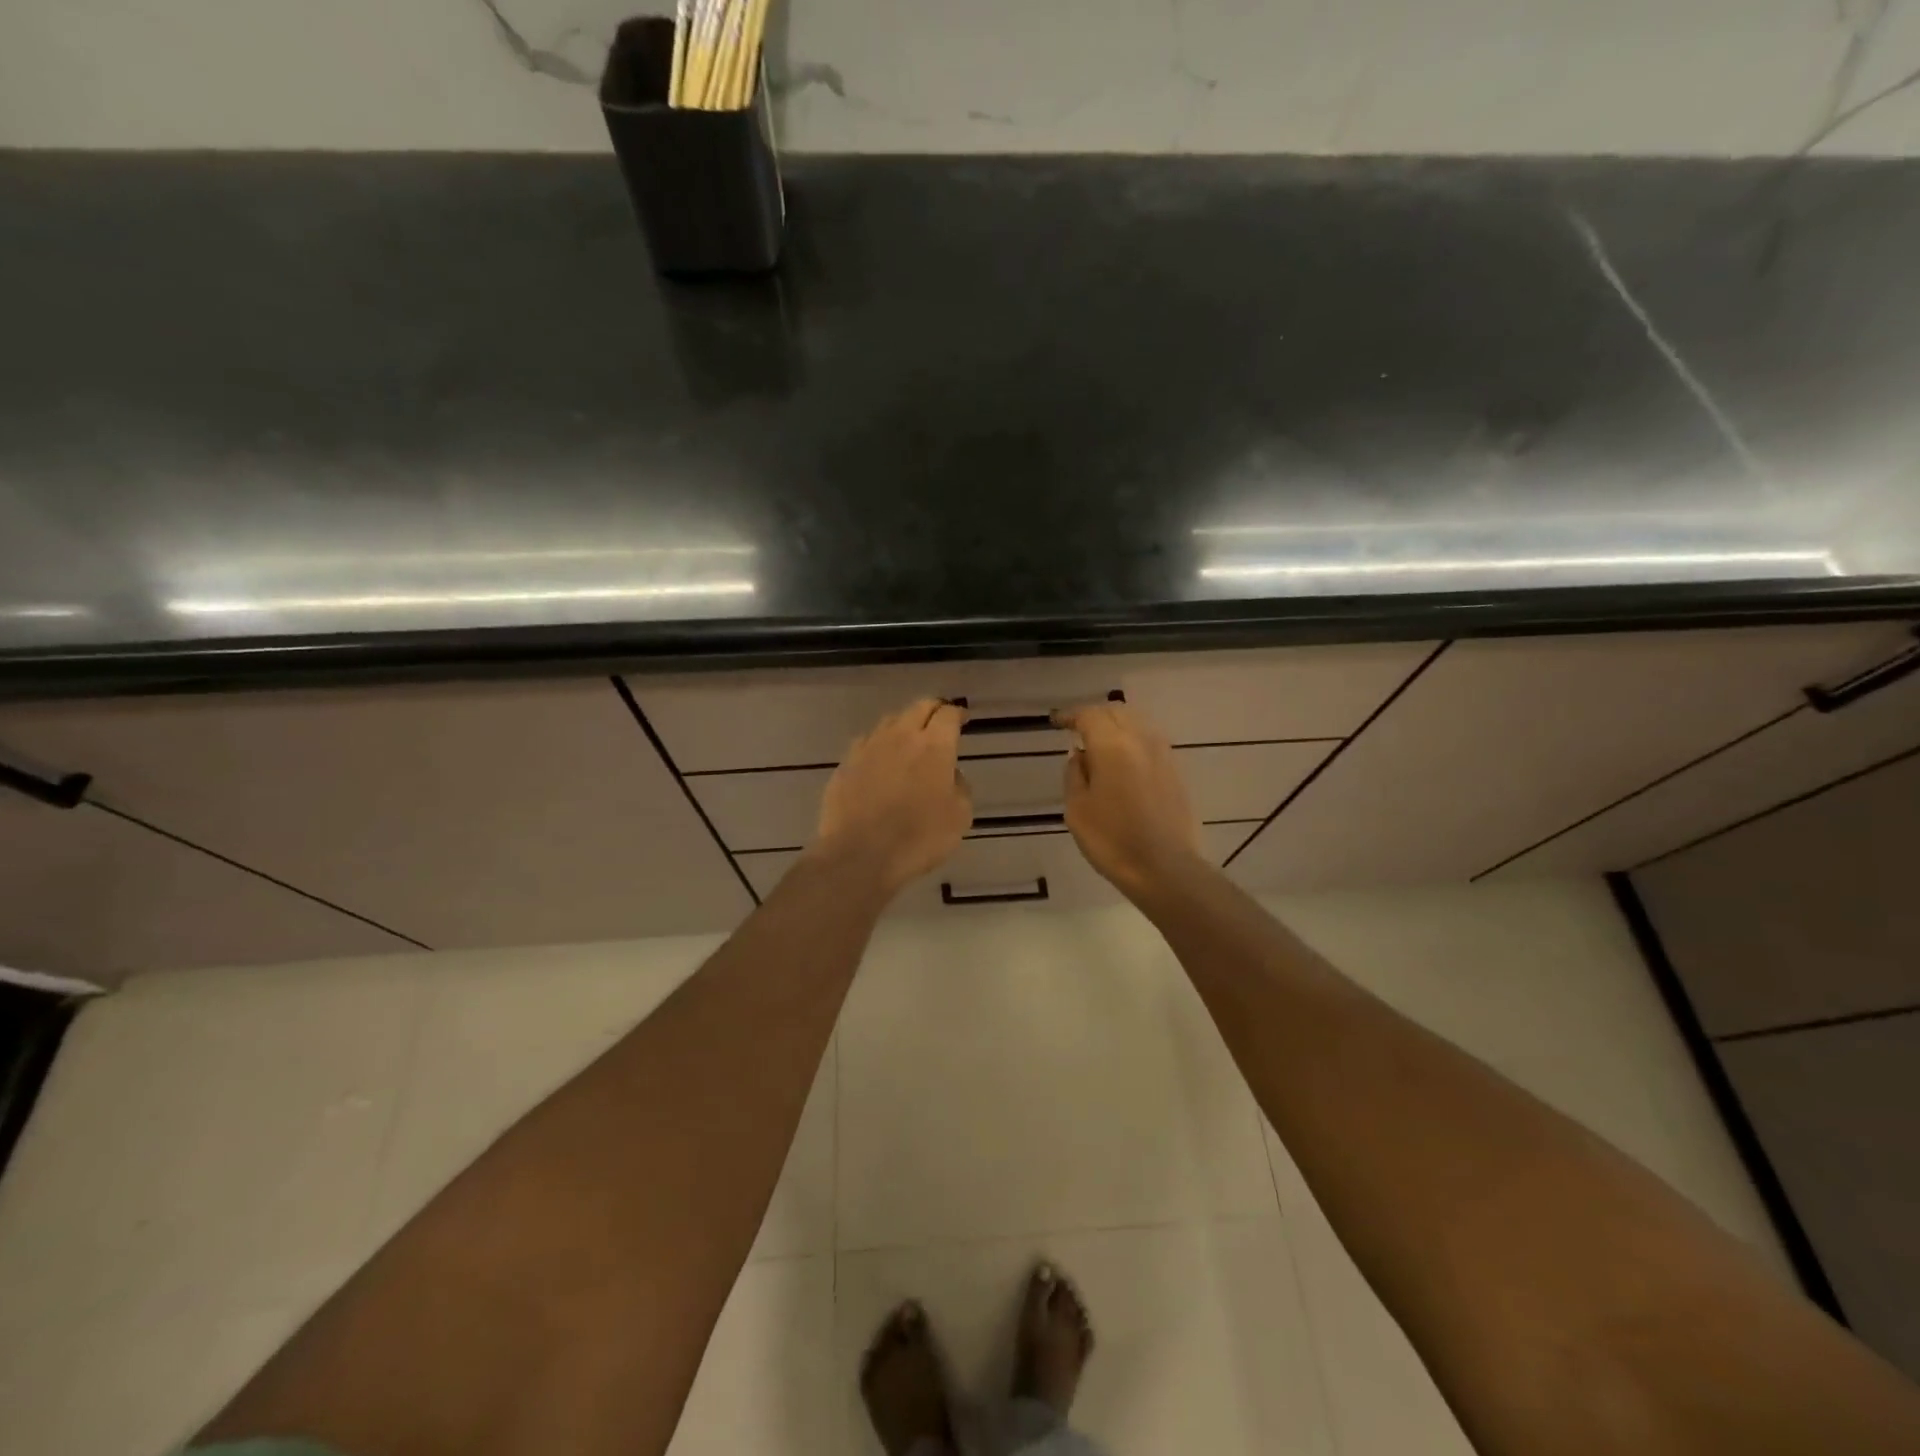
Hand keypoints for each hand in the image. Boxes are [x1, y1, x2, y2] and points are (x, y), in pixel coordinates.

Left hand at [811, 698, 971, 896]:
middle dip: (933, 709)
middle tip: (940, 721)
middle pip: (919, 707)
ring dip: (904, 724)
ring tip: (910, 739)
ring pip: (890, 721)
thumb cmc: (918, 838)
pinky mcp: (846, 763)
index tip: (962, 719)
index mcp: (934, 746)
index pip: (948, 714)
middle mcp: (901, 736)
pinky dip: (879, 745)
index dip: (957, 714)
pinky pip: (867, 743)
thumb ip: (960, 787)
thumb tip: (950, 775)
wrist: (859, 855)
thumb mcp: (959, 817)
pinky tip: (881, 759)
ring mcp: (869, 747)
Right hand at [1056, 701, 1202, 899]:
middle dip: (1094, 715)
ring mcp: (1162, 754)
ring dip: (1116, 724)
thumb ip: (1074, 774)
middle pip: (1116, 712)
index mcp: (1112, 746)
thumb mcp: (1077, 809)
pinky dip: (1132, 739)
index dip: (1071, 716)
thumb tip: (1078, 754)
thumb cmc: (1112, 840)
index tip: (1057, 723)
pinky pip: (1150, 741)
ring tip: (1100, 741)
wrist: (1164, 868)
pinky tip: (1123, 758)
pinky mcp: (1175, 771)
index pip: (1089, 715)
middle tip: (1077, 729)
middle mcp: (1140, 740)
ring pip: (1137, 723)